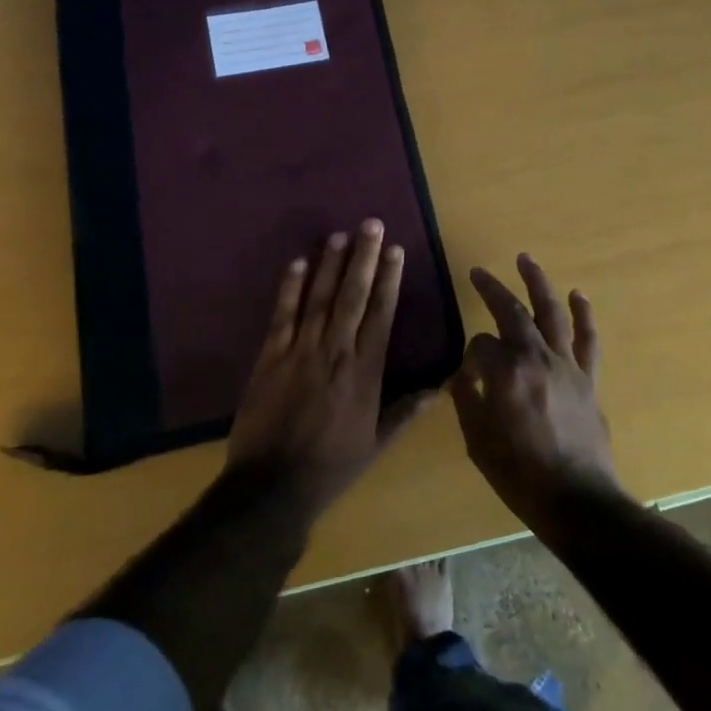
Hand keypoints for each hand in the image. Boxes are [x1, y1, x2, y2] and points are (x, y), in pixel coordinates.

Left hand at [226, 220, 428, 517]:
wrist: (272, 486)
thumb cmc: (331, 466)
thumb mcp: (376, 444)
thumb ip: (406, 411)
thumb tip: (441, 388)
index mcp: (366, 372)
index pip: (382, 315)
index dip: (390, 280)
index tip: (396, 251)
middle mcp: (337, 352)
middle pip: (353, 296)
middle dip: (364, 258)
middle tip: (371, 224)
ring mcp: (301, 351)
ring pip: (319, 298)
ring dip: (330, 264)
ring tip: (340, 235)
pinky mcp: (270, 357)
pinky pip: (282, 315)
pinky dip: (289, 288)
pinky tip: (297, 262)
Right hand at [448, 254, 625, 527]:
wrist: (577, 501)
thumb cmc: (520, 475)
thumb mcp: (478, 442)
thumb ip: (468, 401)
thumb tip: (463, 376)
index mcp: (505, 373)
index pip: (480, 345)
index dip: (469, 353)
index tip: (466, 370)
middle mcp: (536, 358)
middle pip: (512, 313)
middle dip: (493, 289)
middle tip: (478, 272)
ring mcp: (567, 365)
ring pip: (551, 313)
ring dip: (538, 283)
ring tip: (526, 259)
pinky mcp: (589, 378)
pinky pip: (587, 339)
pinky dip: (583, 314)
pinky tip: (578, 294)